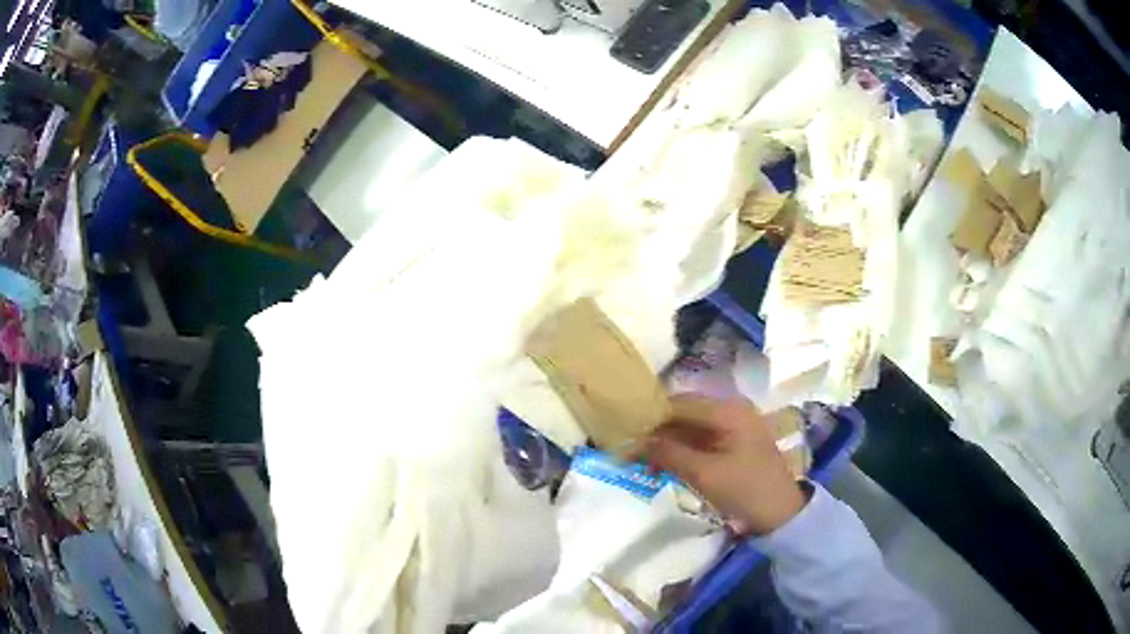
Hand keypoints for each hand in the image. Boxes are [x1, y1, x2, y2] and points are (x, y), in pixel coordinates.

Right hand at [643, 395, 806, 535]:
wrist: (781, 514)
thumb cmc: (745, 489)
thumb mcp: (704, 474)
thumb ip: (669, 453)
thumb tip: (635, 441)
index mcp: (728, 410)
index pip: (679, 403)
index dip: (651, 417)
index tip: (625, 432)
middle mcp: (731, 409)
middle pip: (684, 413)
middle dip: (657, 430)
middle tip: (629, 449)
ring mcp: (734, 426)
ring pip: (690, 427)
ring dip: (667, 442)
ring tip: (642, 460)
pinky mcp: (734, 442)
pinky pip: (701, 439)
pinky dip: (681, 450)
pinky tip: (663, 464)